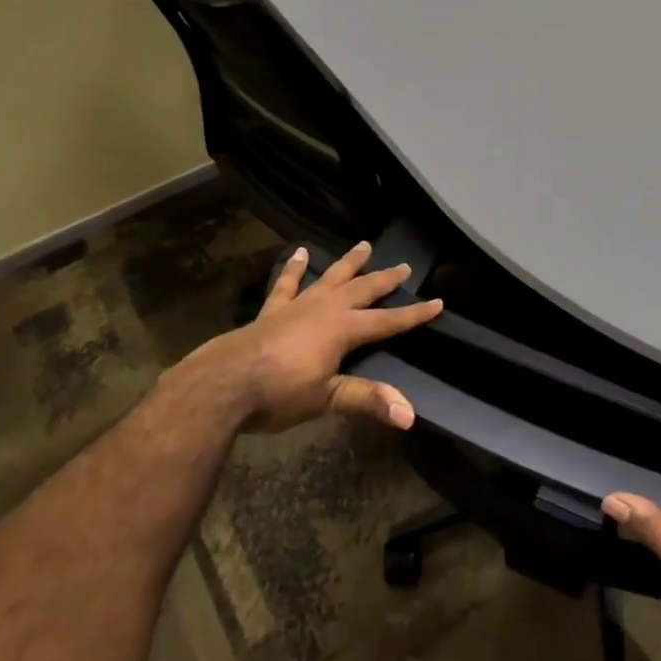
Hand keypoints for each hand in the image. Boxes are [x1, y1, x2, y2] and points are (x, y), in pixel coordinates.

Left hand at [167, 241, 441, 433]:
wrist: (222, 384)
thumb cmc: (278, 394)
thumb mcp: (327, 399)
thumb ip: (368, 400)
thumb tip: (410, 415)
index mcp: (344, 330)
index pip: (388, 321)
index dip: (414, 314)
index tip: (438, 303)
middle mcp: (325, 309)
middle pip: (363, 290)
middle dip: (385, 280)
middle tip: (404, 267)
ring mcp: (297, 306)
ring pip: (331, 278)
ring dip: (349, 263)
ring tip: (364, 245)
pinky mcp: (272, 310)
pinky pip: (287, 284)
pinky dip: (294, 268)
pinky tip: (298, 252)